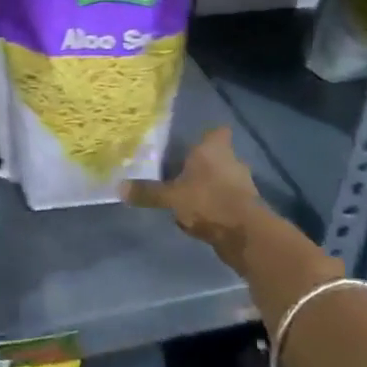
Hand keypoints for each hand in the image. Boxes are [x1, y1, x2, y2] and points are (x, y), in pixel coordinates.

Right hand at [124, 125, 270, 262]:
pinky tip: (201, 219)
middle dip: (204, 165)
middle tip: (182, 172)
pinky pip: (228, 201)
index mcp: (214, 149)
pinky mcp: (248, 207)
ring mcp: (243, 184)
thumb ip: (148, 192)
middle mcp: (232, 161)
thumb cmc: (207, 201)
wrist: (245, 235)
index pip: (217, 131)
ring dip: (211, 187)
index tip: (193, 144)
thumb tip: (118, 187)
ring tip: (189, 198)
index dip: (208, 136)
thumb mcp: (171, 197)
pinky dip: (217, 207)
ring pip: (224, 179)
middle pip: (219, 156)